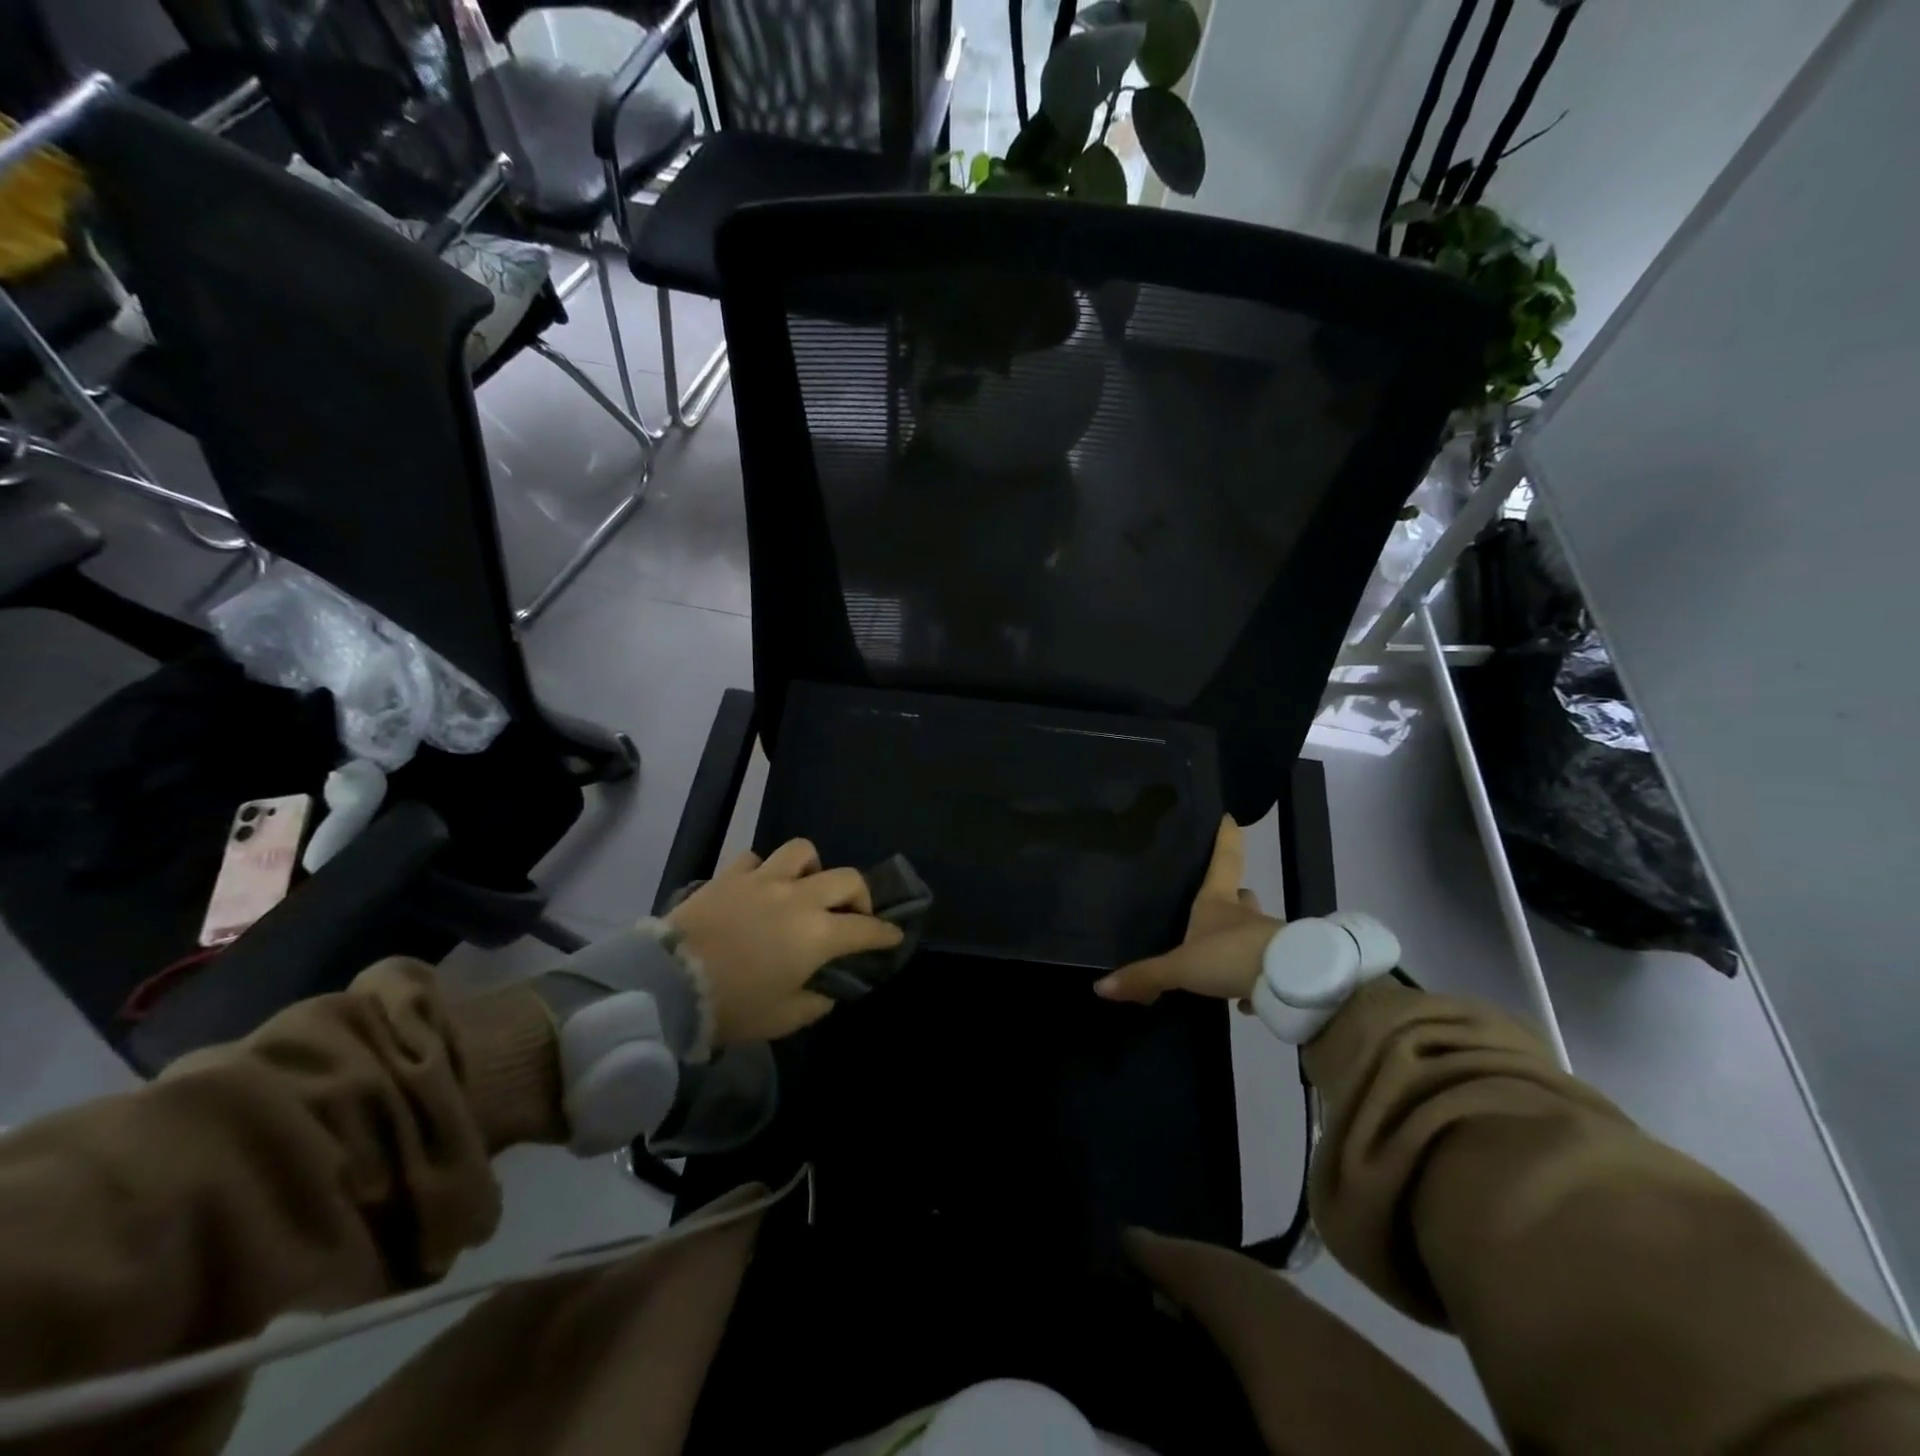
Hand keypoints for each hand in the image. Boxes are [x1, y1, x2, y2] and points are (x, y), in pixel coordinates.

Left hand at [667, 839, 904, 1043]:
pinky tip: (758, 887)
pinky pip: (755, 859)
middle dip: (860, 896)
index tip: (893, 936)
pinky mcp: (730, 876)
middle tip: (852, 914)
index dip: (885, 933)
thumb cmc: (733, 1006)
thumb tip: (826, 989)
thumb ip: (816, 1001)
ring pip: (802, 851)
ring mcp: (763, 880)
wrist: (668, 985)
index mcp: (818, 934)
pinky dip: (763, 870)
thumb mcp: (784, 1018)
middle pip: (846, 879)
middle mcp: (799, 897)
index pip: (866, 928)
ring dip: (812, 868)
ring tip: (805, 887)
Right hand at [1094, 816, 1280, 1006]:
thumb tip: (1100, 986)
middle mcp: (1244, 915)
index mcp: (1218, 902)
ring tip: (1222, 959)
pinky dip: (1254, 977)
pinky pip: (1265, 968)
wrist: (1291, 983)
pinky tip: (1242, 997)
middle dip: (1234, 895)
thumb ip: (1145, 976)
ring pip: (1254, 931)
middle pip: (1242, 894)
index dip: (1225, 838)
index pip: (1224, 860)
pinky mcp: (1283, 967)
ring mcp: (1267, 939)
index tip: (1230, 818)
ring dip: (1242, 940)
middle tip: (1221, 901)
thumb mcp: (1180, 968)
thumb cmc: (1230, 956)